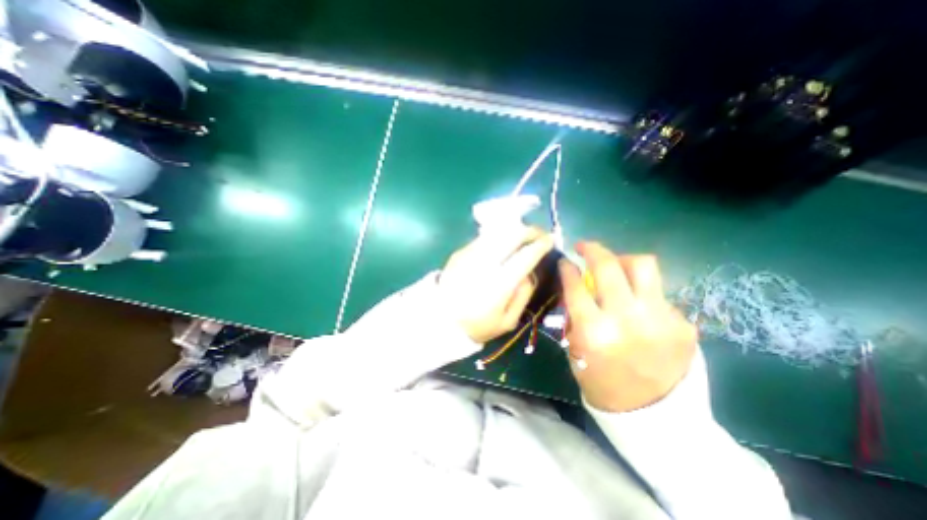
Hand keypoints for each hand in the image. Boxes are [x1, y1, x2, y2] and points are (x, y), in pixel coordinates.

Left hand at [439, 227, 552, 343]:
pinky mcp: (460, 252)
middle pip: (511, 235)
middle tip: (539, 233)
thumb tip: (530, 271)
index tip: (550, 240)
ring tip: (524, 235)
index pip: (524, 256)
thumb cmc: (477, 325)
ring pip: (497, 232)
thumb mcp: (508, 321)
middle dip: (530, 230)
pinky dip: (499, 236)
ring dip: (515, 229)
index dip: (540, 245)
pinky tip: (504, 242)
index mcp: (498, 284)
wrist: (440, 319)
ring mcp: (469, 254)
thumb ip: (523, 294)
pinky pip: (484, 238)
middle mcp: (484, 263)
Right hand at [558, 242, 694, 412]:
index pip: (576, 285)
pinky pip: (657, 292)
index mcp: (595, 332)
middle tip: (585, 247)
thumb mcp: (576, 349)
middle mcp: (626, 319)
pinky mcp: (683, 323)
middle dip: (592, 249)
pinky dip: (642, 291)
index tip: (565, 261)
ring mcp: (659, 318)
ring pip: (642, 265)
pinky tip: (638, 305)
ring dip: (623, 260)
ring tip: (615, 266)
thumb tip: (576, 286)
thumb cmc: (603, 382)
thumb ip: (575, 315)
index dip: (567, 268)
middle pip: (608, 266)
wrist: (655, 416)